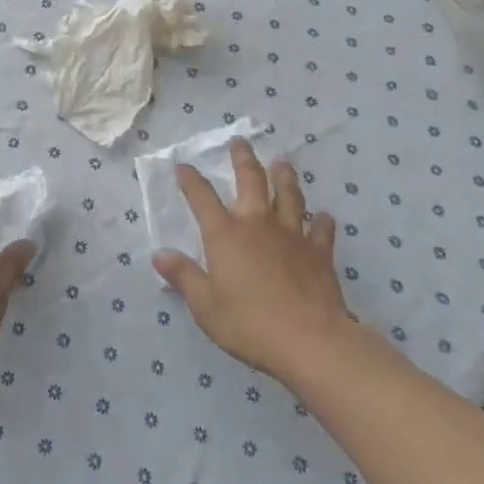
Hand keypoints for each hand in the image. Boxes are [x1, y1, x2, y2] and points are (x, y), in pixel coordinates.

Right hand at [151, 139, 356, 383]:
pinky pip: (321, 229)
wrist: (311, 341)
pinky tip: (323, 217)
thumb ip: (184, 277)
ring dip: (283, 176)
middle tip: (240, 142)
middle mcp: (257, 225)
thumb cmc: (250, 324)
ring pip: (288, 195)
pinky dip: (321, 221)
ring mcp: (292, 235)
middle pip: (251, 181)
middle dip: (243, 159)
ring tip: (282, 162)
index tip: (183, 166)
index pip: (202, 198)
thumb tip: (160, 255)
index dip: (191, 180)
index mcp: (225, 235)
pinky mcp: (319, 252)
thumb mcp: (205, 306)